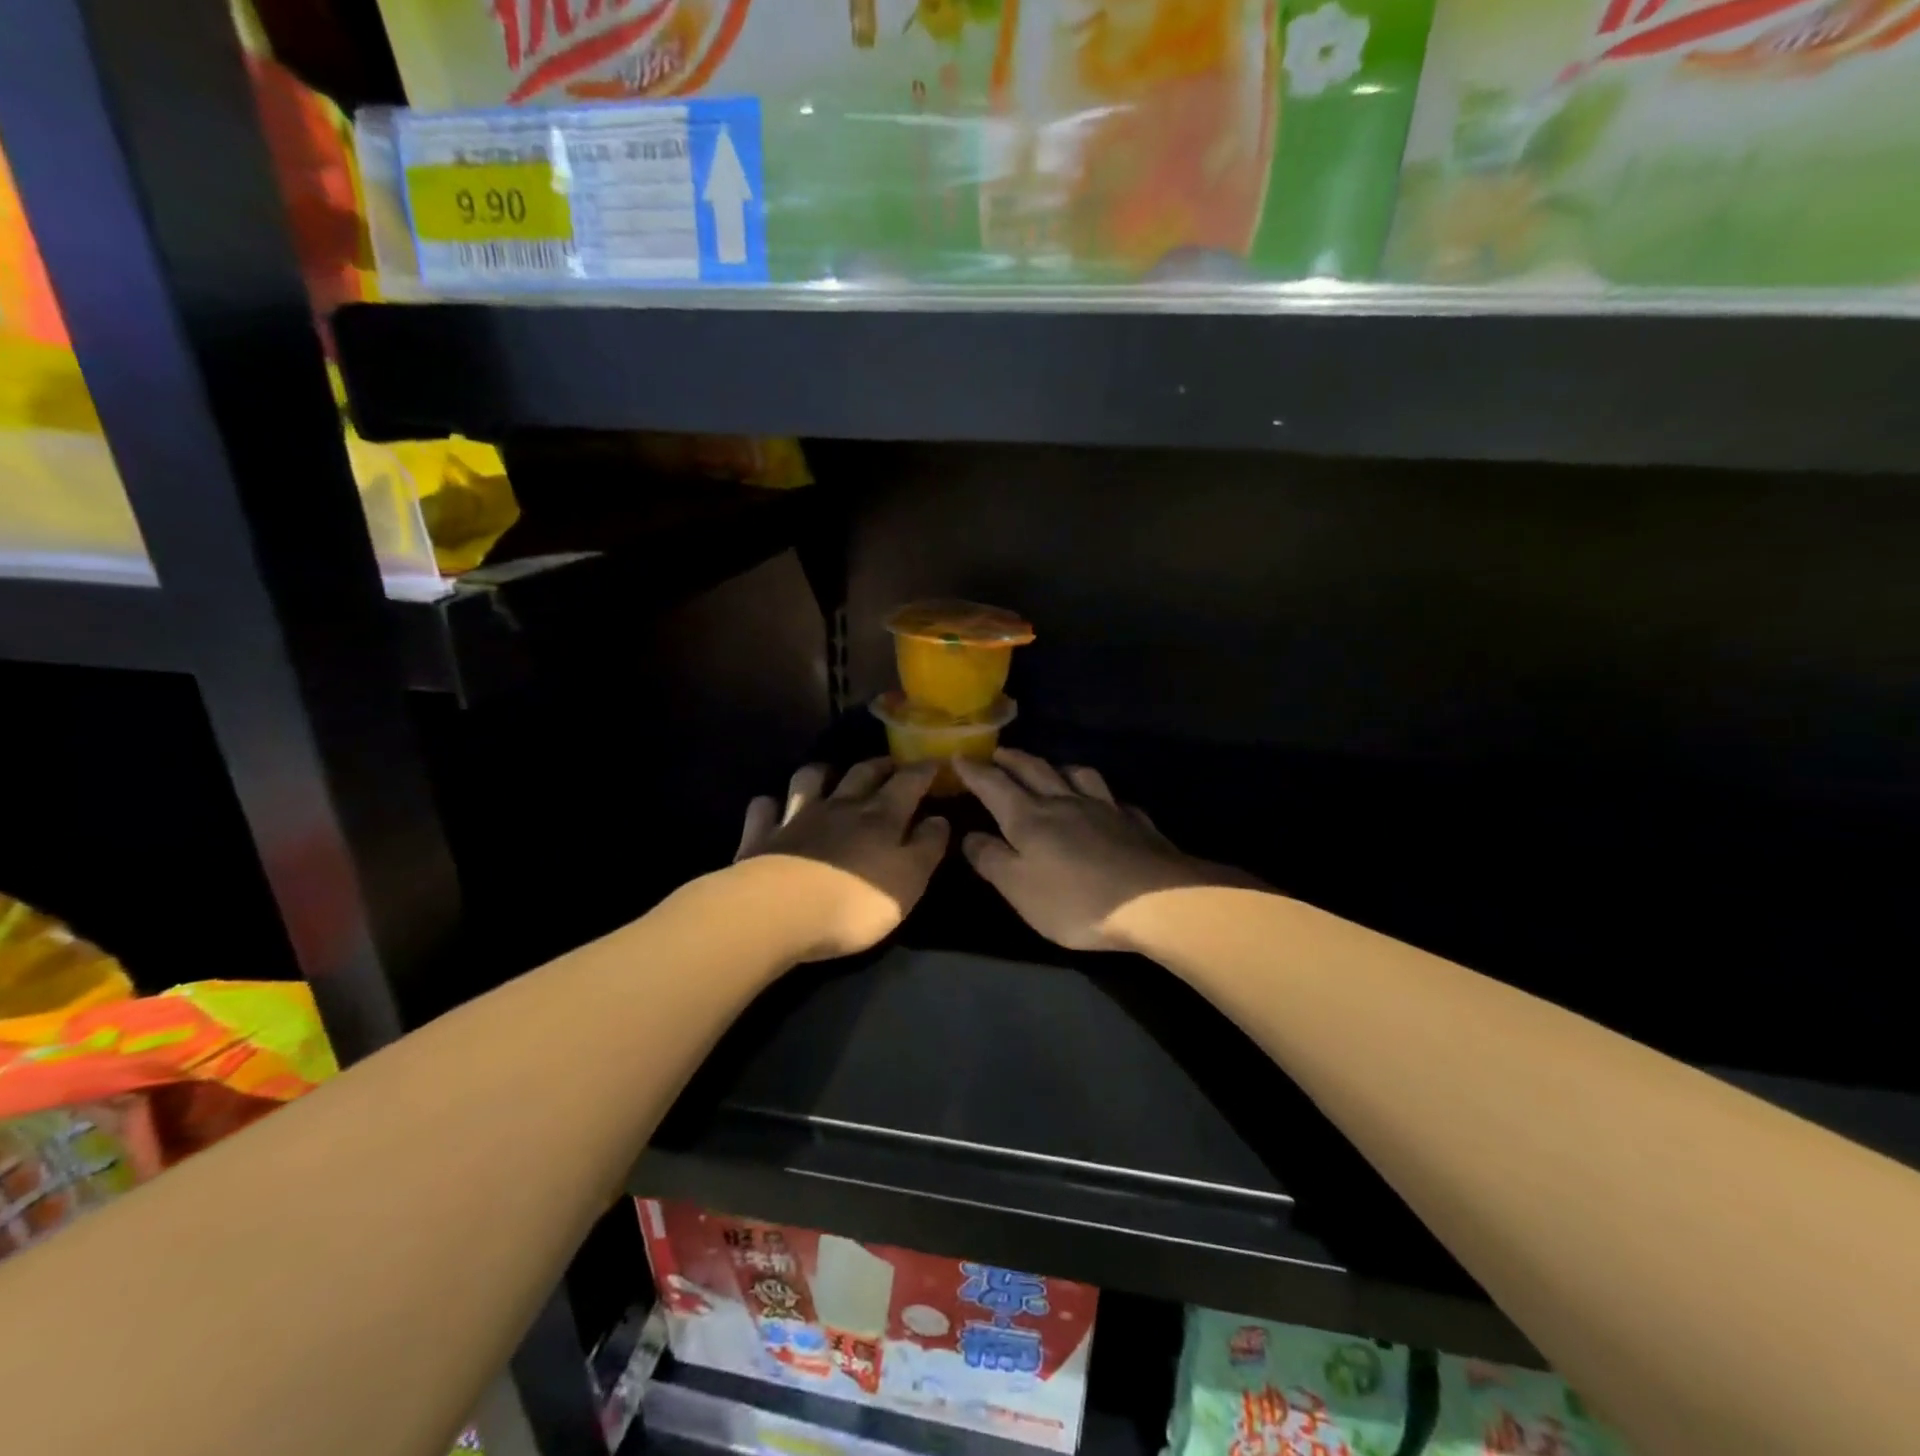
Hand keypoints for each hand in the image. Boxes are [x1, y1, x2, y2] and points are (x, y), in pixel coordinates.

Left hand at [735, 759, 949, 958]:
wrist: (779, 912)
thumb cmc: (856, 901)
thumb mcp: (909, 881)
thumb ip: (927, 847)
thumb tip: (939, 819)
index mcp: (880, 817)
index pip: (908, 783)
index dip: (923, 771)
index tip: (935, 762)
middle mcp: (840, 806)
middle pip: (861, 774)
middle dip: (880, 765)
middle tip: (891, 764)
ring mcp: (797, 817)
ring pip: (809, 780)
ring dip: (822, 773)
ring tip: (830, 775)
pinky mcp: (762, 836)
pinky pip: (764, 809)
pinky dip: (771, 805)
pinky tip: (773, 808)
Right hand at [955, 749, 1260, 950]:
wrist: (1156, 900)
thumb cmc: (1075, 900)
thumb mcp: (1019, 888)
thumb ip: (991, 859)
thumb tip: (969, 835)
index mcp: (1030, 818)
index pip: (995, 786)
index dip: (975, 771)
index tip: (958, 756)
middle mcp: (1064, 803)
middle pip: (1034, 771)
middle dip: (1012, 760)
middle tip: (998, 752)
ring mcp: (1104, 808)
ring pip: (1077, 775)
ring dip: (1057, 767)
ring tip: (1051, 769)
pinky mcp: (1135, 822)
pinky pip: (1113, 798)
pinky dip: (1100, 795)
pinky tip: (1104, 803)